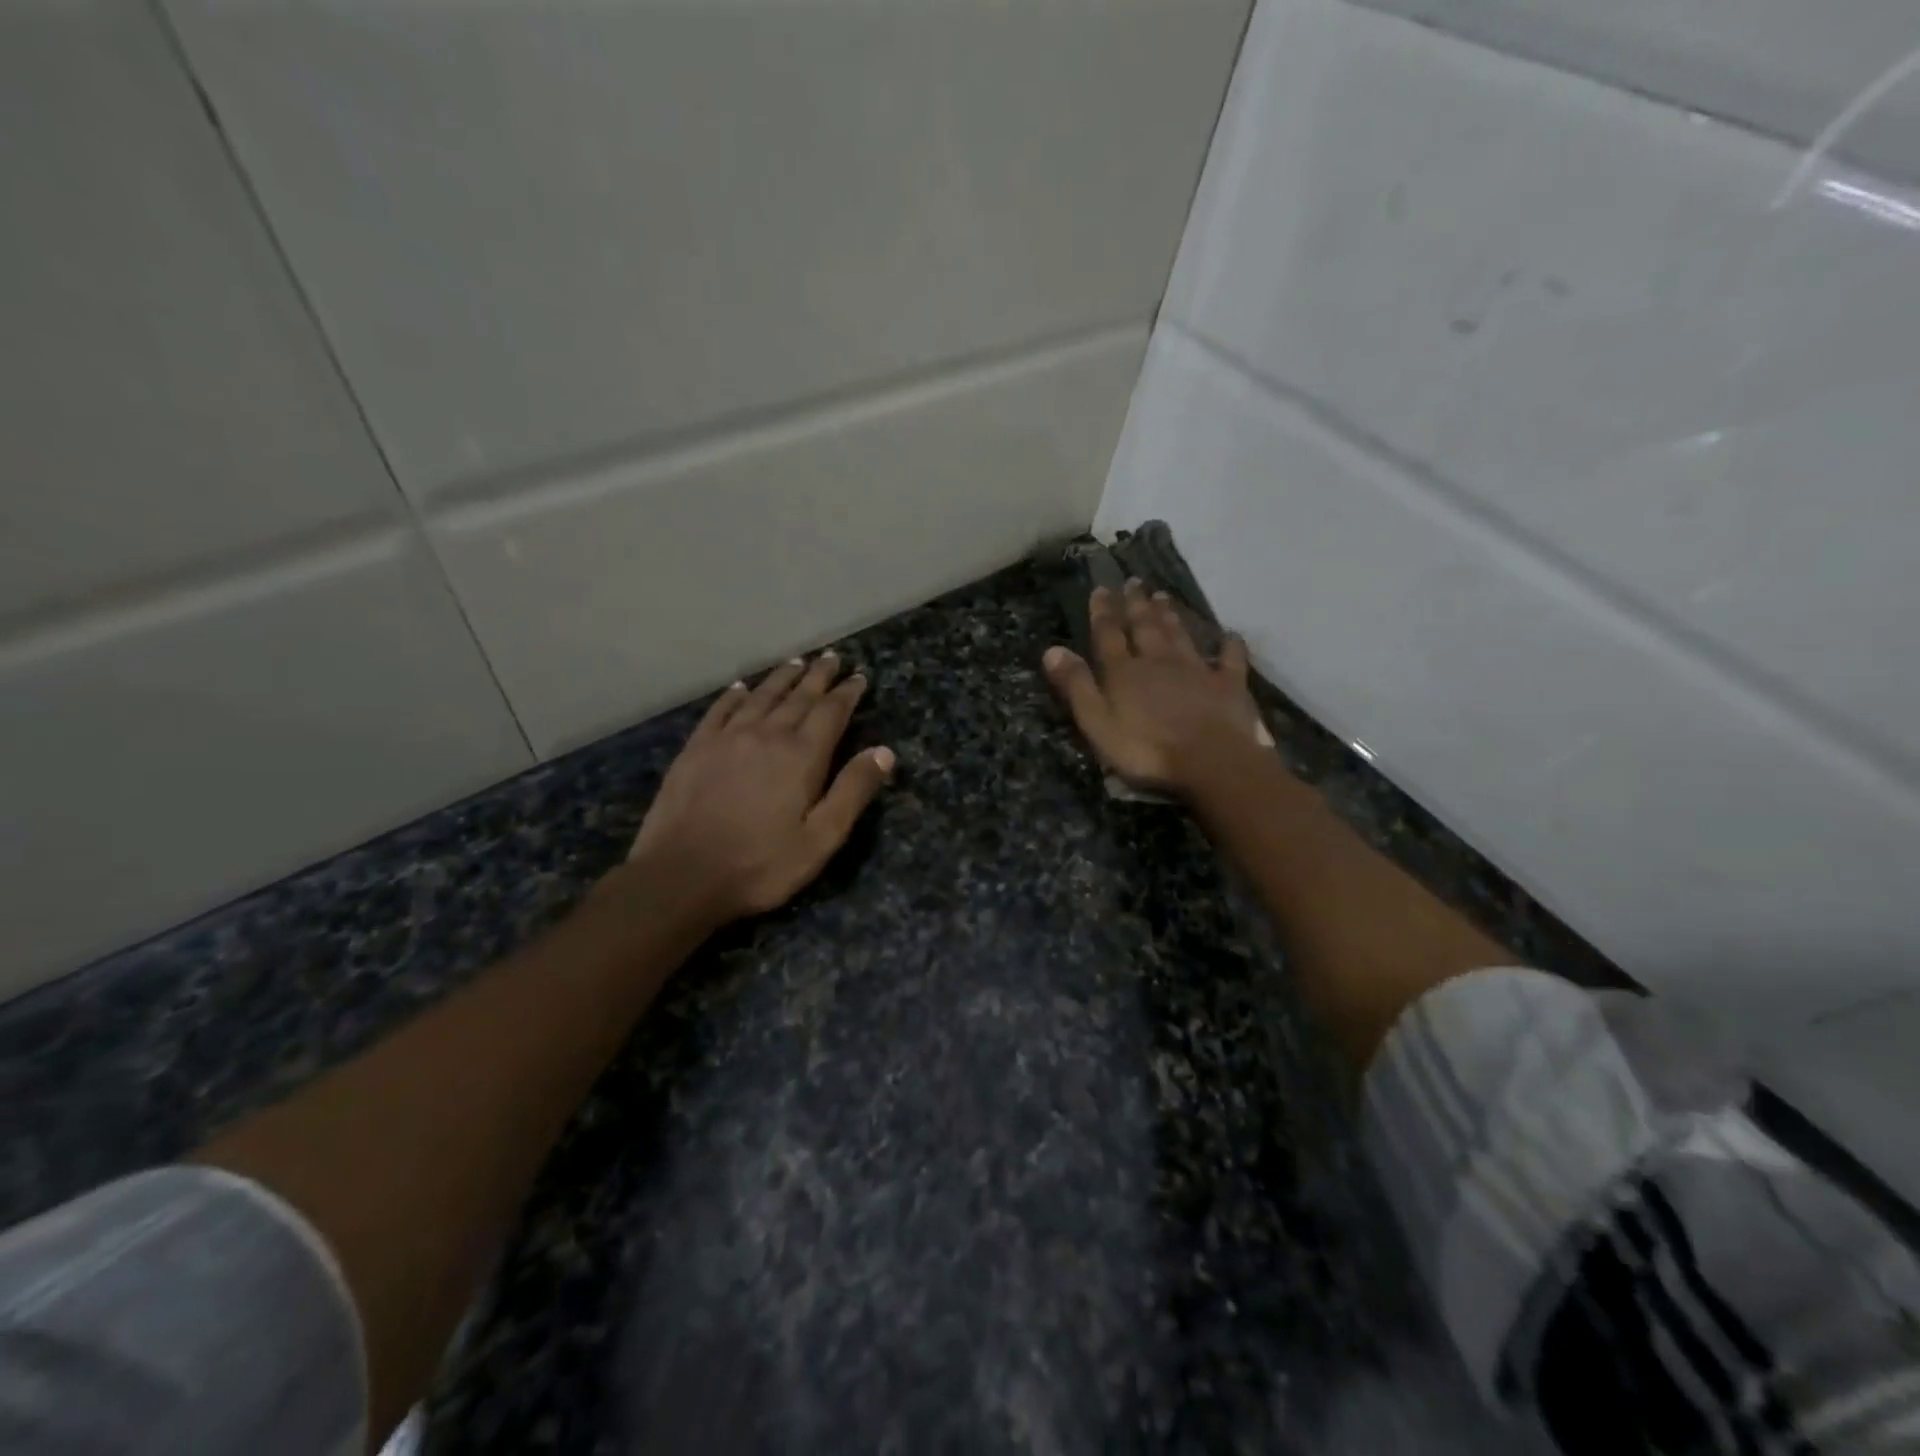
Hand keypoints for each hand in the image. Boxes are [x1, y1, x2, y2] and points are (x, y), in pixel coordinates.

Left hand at [623, 652, 894, 922]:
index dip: (847, 693)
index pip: (831, 712)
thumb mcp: (820, 839)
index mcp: (801, 756)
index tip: (859, 677)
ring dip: (782, 677)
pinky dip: (735, 695)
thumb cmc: (760, 864)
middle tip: (832, 657)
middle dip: (818, 676)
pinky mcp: (696, 748)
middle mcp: (766, 735)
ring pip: (761, 696)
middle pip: (798, 697)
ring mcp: (727, 738)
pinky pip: (720, 710)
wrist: (681, 875)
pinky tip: (741, 688)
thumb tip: (884, 751)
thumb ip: (852, 792)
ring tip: (796, 662)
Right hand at [1043, 580, 1257, 796]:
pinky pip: (1230, 659)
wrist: (1211, 762)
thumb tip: (1052, 650)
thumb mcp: (1097, 723)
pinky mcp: (1228, 684)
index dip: (1103, 612)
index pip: (1109, 634)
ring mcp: (1196, 670)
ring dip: (1170, 615)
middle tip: (1134, 582)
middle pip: (1145, 627)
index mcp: (1124, 672)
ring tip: (1163, 596)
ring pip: (1180, 635)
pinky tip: (1231, 635)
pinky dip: (1230, 645)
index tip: (1101, 589)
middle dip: (1136, 604)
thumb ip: (1077, 686)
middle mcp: (1159, 661)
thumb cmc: (1146, 749)